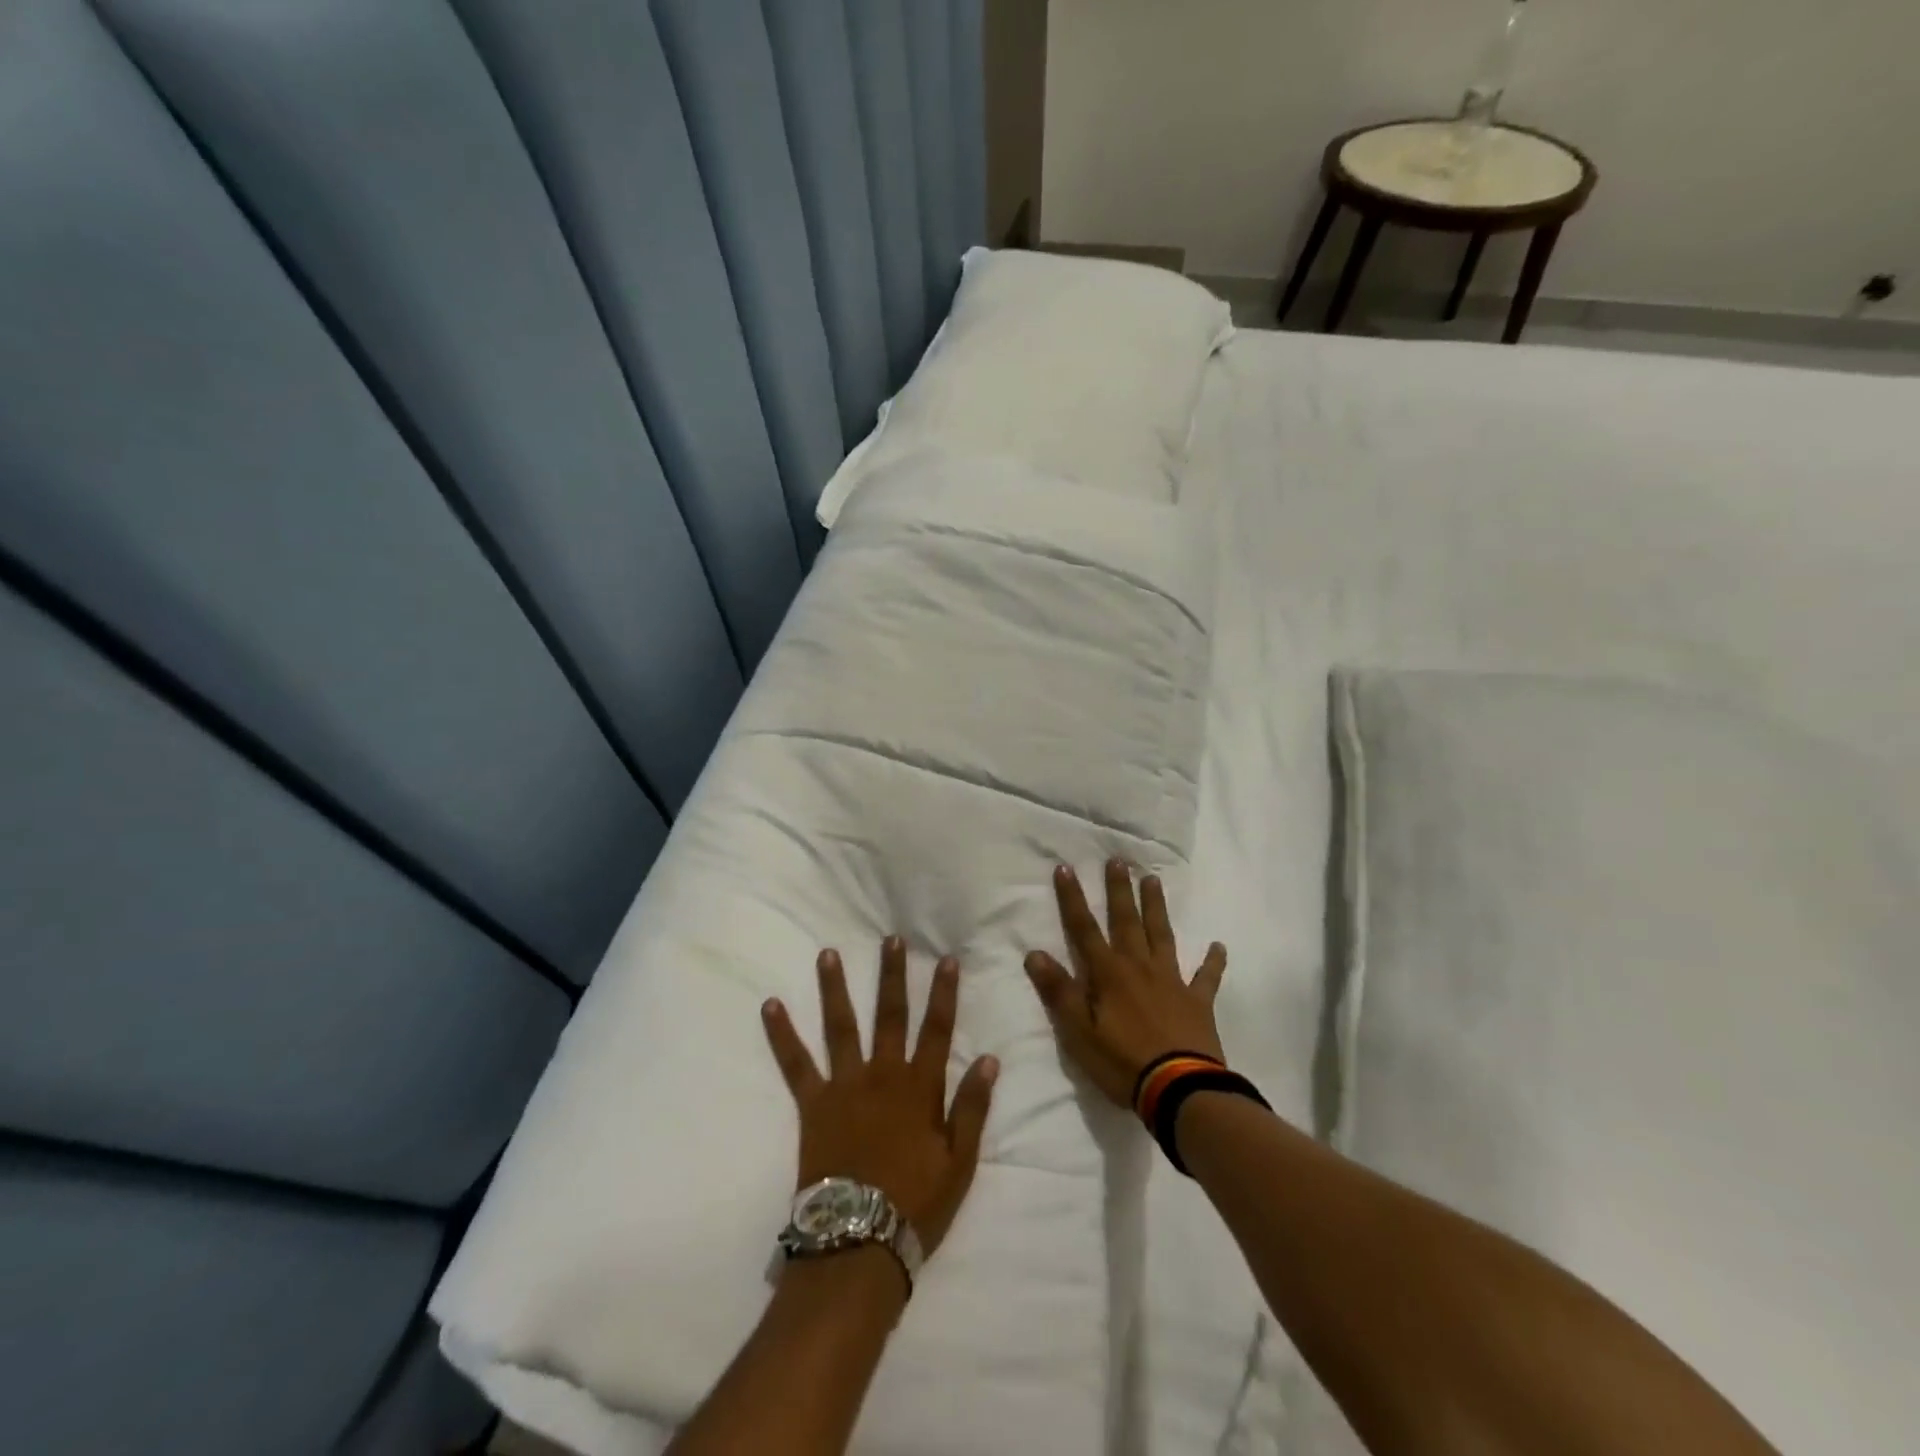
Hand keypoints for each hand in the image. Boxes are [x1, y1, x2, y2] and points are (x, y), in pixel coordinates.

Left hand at [761, 937, 998, 1257]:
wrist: (859, 1242)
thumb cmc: (916, 1204)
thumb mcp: (960, 1162)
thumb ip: (972, 1107)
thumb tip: (990, 1058)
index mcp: (920, 1087)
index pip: (937, 1030)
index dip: (944, 994)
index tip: (947, 960)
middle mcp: (883, 1075)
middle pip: (890, 1015)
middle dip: (892, 975)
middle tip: (890, 940)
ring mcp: (845, 1085)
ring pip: (841, 1026)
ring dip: (835, 988)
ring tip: (827, 953)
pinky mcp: (813, 1104)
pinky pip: (795, 1063)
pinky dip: (782, 1034)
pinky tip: (769, 1005)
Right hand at [1024, 860, 1228, 1108]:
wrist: (1180, 1090)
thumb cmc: (1123, 1062)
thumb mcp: (1079, 1032)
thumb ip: (1059, 991)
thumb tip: (1034, 953)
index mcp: (1109, 974)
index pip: (1084, 929)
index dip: (1072, 898)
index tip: (1065, 868)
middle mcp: (1139, 967)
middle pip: (1126, 921)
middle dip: (1119, 890)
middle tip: (1118, 861)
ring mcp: (1172, 981)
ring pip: (1162, 936)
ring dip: (1156, 908)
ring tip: (1153, 880)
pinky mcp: (1198, 1002)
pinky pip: (1207, 977)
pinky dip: (1213, 962)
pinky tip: (1218, 946)